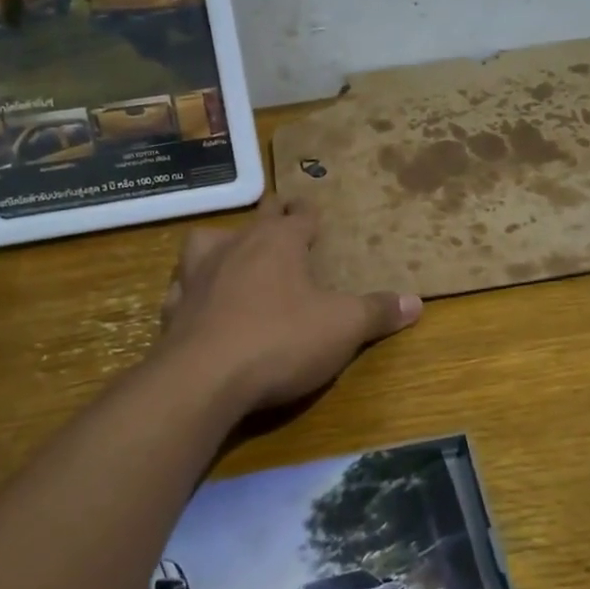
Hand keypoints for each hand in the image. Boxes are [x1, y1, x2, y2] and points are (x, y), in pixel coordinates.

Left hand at [157, 199, 421, 411]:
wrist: (204, 379)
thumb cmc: (281, 341)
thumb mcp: (342, 327)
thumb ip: (377, 312)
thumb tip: (416, 301)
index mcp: (278, 243)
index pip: (299, 216)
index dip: (309, 213)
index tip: (313, 210)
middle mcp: (236, 247)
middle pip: (256, 218)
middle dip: (271, 214)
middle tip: (280, 215)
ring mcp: (198, 275)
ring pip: (205, 241)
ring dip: (221, 243)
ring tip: (231, 253)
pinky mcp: (173, 308)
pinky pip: (181, 286)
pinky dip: (190, 288)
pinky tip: (196, 301)